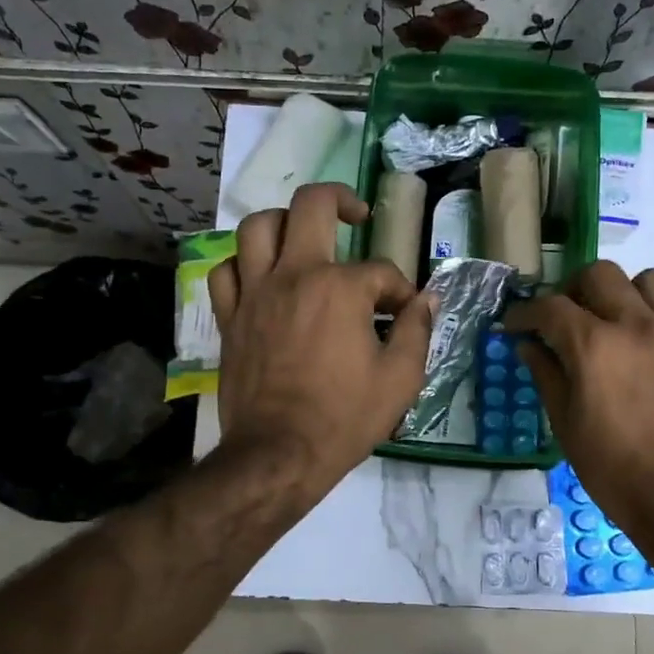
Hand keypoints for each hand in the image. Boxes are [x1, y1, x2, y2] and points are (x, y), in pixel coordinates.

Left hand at [208, 182, 433, 491]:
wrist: (279, 453)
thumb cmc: (344, 418)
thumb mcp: (400, 379)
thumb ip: (417, 330)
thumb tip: (427, 299)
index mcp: (340, 288)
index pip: (380, 271)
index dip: (400, 290)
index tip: (405, 314)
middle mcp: (294, 275)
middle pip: (311, 205)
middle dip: (341, 200)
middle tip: (355, 216)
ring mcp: (255, 292)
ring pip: (257, 226)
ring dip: (284, 222)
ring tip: (302, 237)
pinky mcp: (229, 316)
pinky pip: (226, 270)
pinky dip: (243, 265)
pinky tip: (261, 276)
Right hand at [506, 262, 653, 551]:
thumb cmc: (615, 470)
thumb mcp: (566, 425)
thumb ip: (546, 375)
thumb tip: (528, 345)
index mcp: (594, 345)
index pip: (549, 307)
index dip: (524, 313)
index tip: (515, 325)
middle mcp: (636, 324)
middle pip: (598, 275)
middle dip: (572, 291)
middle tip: (565, 319)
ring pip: (647, 280)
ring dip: (623, 292)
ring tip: (615, 320)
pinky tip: (650, 340)